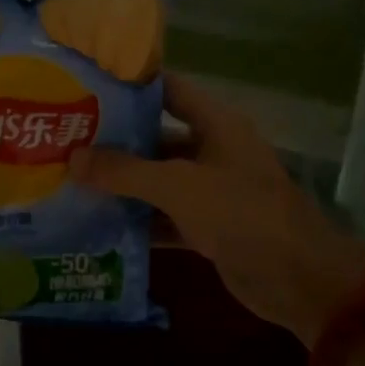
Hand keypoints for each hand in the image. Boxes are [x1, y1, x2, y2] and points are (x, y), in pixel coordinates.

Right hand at [69, 74, 364, 345]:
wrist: (299, 279)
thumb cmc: (241, 213)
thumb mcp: (178, 186)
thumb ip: (124, 171)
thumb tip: (72, 157)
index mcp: (215, 123)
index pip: (167, 89)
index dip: (129, 86)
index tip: (85, 86)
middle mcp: (212, 150)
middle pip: (157, 136)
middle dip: (115, 141)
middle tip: (66, 140)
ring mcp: (210, 190)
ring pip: (158, 180)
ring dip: (122, 185)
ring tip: (71, 180)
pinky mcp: (208, 227)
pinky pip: (165, 217)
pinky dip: (138, 221)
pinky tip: (98, 223)